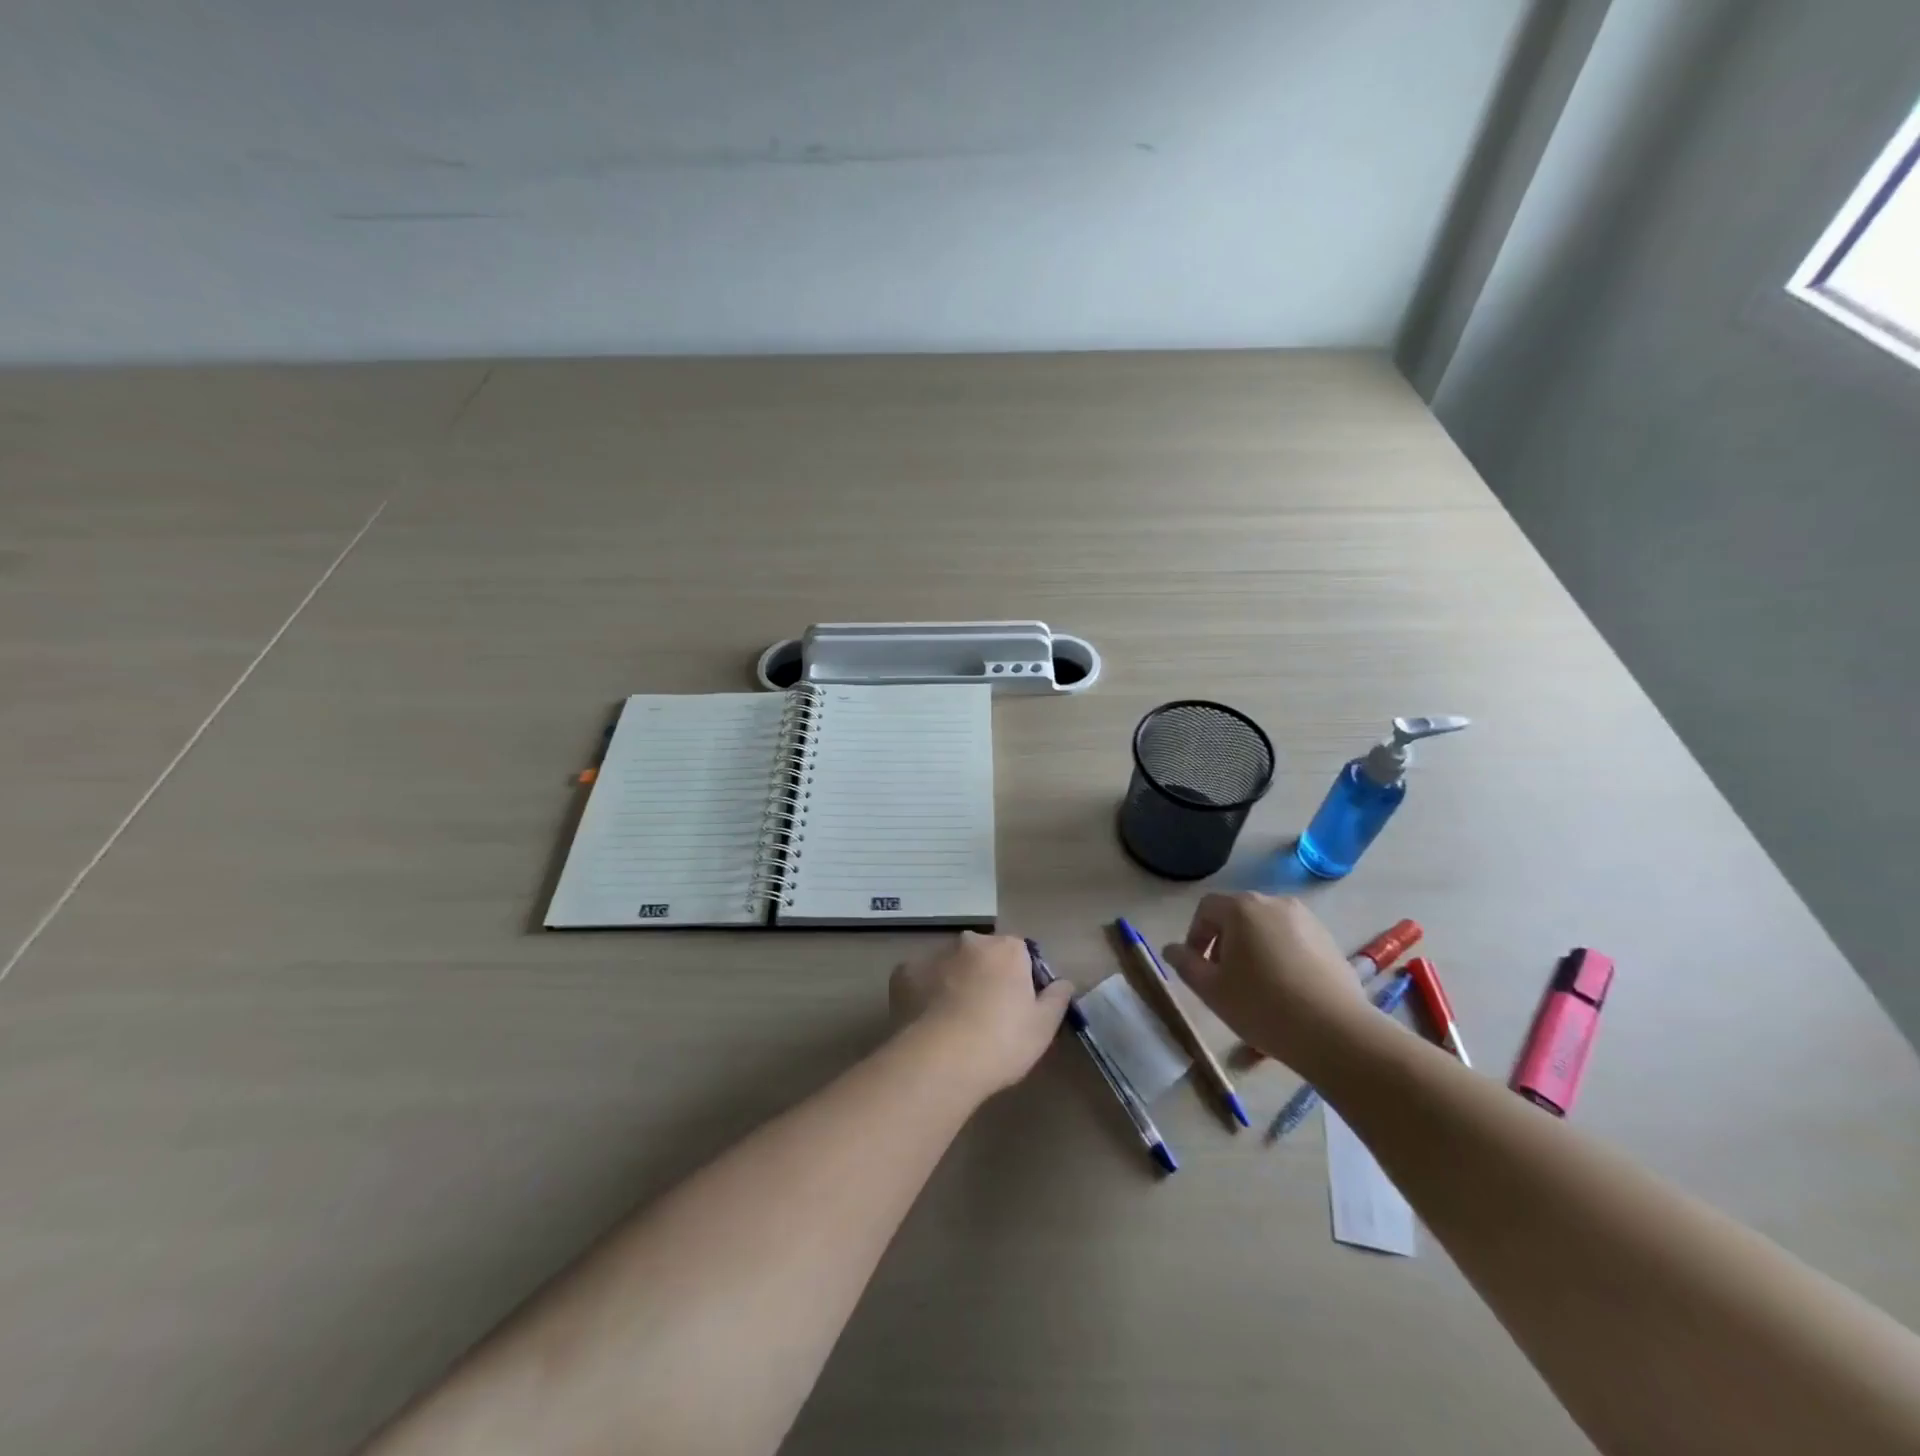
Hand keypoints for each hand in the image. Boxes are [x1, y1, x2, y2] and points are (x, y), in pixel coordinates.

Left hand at [889, 932, 1074, 1094]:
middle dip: (985, 976)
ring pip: (949, 965)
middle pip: (982, 955)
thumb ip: (1057, 998)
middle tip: (986, 1016)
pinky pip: (919, 980)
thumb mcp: (1043, 1026)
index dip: (1021, 979)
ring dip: (954, 983)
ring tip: (953, 1024)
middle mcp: (970, 942)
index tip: (1018, 1008)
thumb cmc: (1002, 1041)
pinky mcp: (903, 973)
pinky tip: (927, 1022)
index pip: (1020, 954)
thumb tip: (1063, 982)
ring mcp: (933, 954)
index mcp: (1006, 949)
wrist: (941, 1060)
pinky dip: (924, 994)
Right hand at [1161, 894, 1368, 1068]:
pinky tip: (1285, 991)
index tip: (1196, 966)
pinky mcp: (1329, 940)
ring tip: (1255, 987)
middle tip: (1223, 978)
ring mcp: (1306, 920)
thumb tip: (1171, 949)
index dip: (1195, 936)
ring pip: (1266, 929)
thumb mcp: (1211, 989)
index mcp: (1242, 908)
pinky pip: (1292, 941)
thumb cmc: (1262, 1005)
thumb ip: (1186, 964)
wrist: (1335, 1032)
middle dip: (1224, 943)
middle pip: (1237, 915)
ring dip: (1253, 950)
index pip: (1206, 909)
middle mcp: (1274, 903)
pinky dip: (1280, 957)